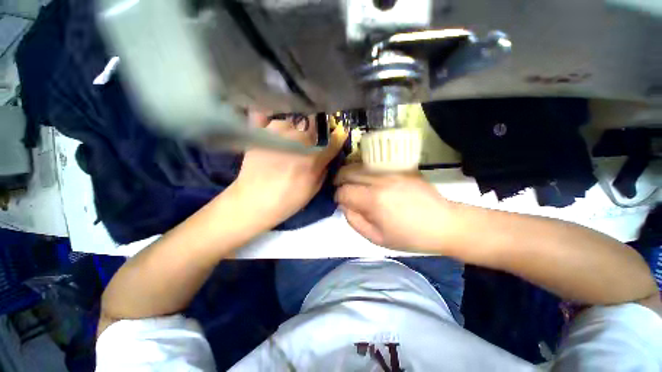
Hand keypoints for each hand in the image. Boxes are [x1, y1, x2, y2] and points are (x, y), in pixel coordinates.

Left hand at [231, 112, 346, 230]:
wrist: (254, 201)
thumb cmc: (288, 199)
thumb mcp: (314, 188)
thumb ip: (324, 168)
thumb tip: (329, 153)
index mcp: (314, 157)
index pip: (334, 140)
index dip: (337, 138)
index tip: (338, 137)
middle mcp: (298, 139)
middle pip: (313, 129)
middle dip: (313, 138)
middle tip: (306, 148)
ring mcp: (277, 132)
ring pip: (294, 123)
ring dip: (294, 132)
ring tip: (287, 145)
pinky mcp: (260, 132)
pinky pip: (270, 119)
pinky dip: (273, 122)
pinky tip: (273, 132)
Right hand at [334, 163, 454, 251]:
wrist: (444, 223)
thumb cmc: (409, 236)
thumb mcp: (377, 238)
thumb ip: (355, 221)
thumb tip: (344, 206)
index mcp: (373, 200)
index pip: (344, 191)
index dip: (338, 197)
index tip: (341, 202)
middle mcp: (380, 180)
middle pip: (348, 172)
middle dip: (339, 180)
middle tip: (341, 188)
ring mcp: (391, 171)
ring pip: (360, 165)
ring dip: (351, 173)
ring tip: (352, 182)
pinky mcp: (401, 168)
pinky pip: (375, 164)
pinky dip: (365, 170)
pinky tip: (369, 178)